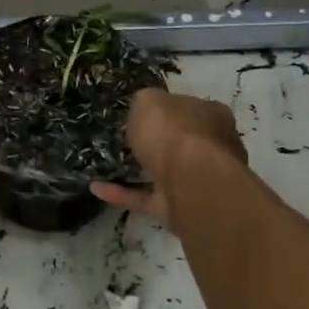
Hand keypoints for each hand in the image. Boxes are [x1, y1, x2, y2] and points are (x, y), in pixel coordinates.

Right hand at [90, 88, 246, 228]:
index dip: (164, 110)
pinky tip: (97, 188)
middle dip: (157, 143)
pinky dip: (123, 193)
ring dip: (138, 170)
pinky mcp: (179, 207)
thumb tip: (145, 108)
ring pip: (164, 172)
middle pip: (180, 142)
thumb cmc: (173, 132)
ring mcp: (196, 180)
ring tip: (106, 164)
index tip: (140, 114)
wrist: (190, 182)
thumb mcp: (149, 100)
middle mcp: (211, 147)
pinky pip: (147, 197)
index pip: (187, 108)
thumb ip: (145, 102)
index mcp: (210, 115)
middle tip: (125, 140)